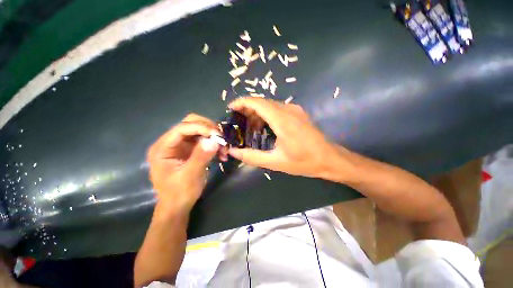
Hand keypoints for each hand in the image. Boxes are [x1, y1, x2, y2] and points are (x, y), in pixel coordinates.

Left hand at [147, 114, 225, 215]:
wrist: (178, 206)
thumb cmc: (179, 194)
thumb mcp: (190, 176)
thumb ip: (201, 157)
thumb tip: (214, 140)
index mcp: (163, 148)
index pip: (182, 128)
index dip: (201, 128)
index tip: (218, 136)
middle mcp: (171, 142)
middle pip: (191, 123)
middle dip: (209, 129)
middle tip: (222, 140)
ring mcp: (181, 145)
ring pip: (200, 130)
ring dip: (214, 137)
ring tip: (224, 150)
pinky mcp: (190, 149)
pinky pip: (205, 140)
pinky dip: (214, 144)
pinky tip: (221, 154)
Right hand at [227, 97, 340, 177]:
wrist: (329, 159)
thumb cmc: (303, 161)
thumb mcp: (275, 162)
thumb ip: (252, 157)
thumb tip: (234, 151)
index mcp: (282, 120)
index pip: (257, 103)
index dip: (242, 102)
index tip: (231, 108)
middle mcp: (288, 110)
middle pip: (262, 102)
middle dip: (247, 108)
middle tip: (237, 121)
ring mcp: (294, 110)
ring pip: (270, 105)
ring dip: (257, 112)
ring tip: (248, 126)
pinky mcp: (298, 113)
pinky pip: (277, 109)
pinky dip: (266, 114)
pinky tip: (263, 126)